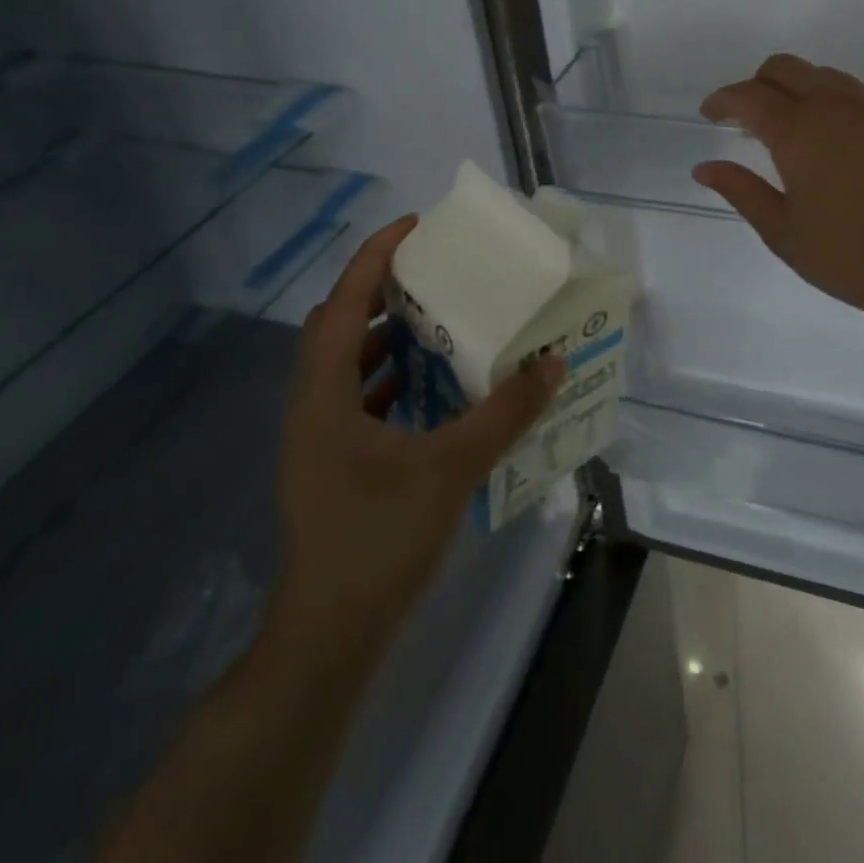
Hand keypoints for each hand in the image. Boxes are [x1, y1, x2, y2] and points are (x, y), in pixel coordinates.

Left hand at [267, 216, 561, 667]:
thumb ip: (504, 412)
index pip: (344, 301)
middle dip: (381, 291)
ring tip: (439, 322)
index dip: (375, 256)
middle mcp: (310, 405)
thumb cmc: (379, 541)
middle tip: (433, 273)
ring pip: (347, 365)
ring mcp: (316, 438)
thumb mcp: (451, 468)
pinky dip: (390, 380)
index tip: (415, 225)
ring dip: (387, 338)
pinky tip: (431, 390)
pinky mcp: (330, 465)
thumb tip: (553, 362)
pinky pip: (357, 399)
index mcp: (324, 392)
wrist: (328, 639)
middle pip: (339, 325)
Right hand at [691, 54, 863, 335]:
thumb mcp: (783, 232)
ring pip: (827, 77)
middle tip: (749, 120)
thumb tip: (704, 167)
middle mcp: (838, 106)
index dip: (723, 100)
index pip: (748, 96)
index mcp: (800, 132)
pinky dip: (840, 107)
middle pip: (786, 68)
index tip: (711, 114)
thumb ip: (741, 190)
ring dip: (800, 93)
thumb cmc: (851, 257)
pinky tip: (844, 146)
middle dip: (758, 85)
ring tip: (798, 134)